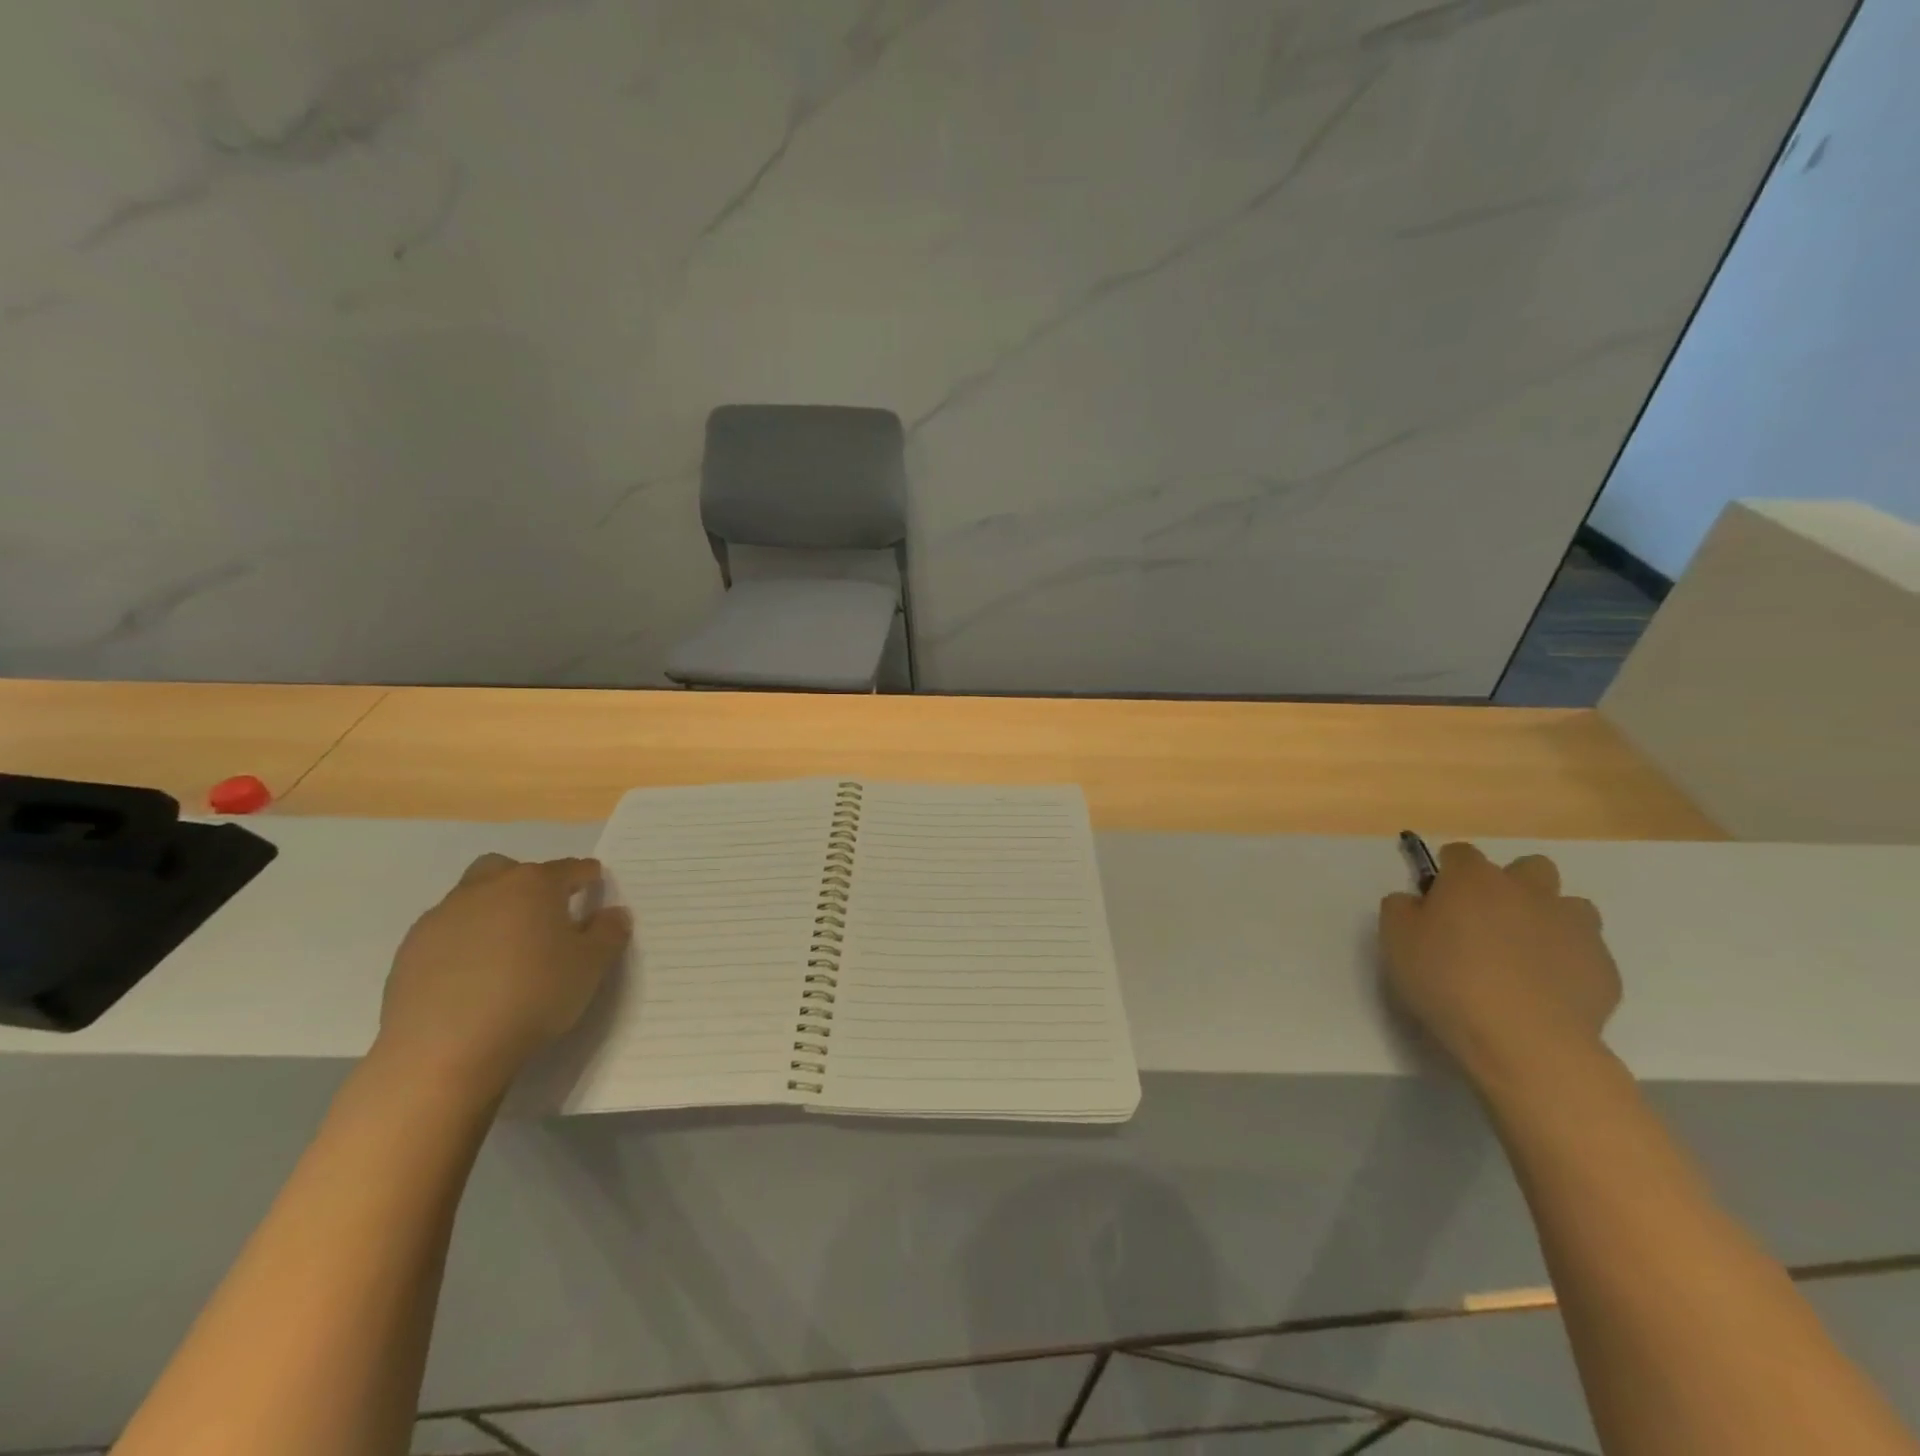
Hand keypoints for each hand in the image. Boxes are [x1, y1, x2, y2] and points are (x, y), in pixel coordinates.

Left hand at [375, 855, 630, 1095]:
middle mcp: (486, 889)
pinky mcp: (409, 951)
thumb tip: (612, 913)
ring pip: (472, 898)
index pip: (569, 869)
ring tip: (506, 950)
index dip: (586, 875)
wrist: (444, 1050)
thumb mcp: (591, 966)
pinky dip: (463, 943)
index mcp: (534, 885)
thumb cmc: (533, 996)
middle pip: (508, 869)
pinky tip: (472, 976)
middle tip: (543, 914)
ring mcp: (441, 918)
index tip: (595, 884)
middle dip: (527, 883)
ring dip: (492, 912)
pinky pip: (445, 933)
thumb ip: (609, 933)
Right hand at [1379, 842, 1620, 1090]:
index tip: (1437, 902)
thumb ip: (1401, 908)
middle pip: (1528, 867)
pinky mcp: (1604, 966)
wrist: (1524, 1039)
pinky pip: (1585, 951)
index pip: (1460, 854)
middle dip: (1511, 885)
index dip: (1447, 873)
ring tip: (1525, 955)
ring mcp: (1574, 926)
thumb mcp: (1395, 939)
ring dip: (1548, 919)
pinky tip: (1546, 990)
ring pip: (1569, 906)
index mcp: (1474, 878)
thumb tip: (1415, 901)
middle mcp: (1528, 890)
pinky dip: (1567, 961)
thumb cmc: (1447, 980)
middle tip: (1487, 922)